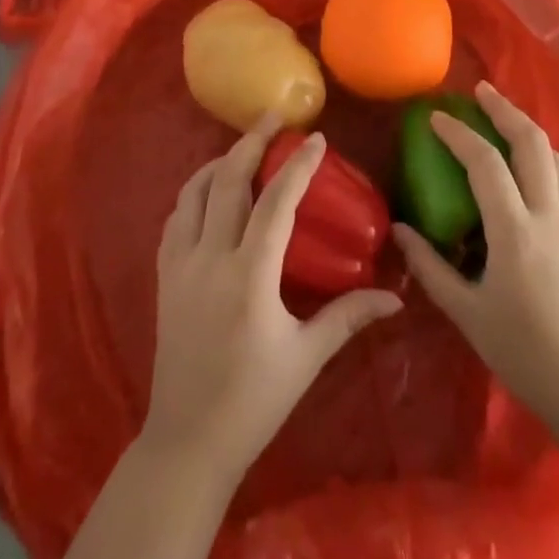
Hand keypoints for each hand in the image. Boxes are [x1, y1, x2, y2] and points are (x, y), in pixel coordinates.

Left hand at [143, 125, 402, 487]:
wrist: (187, 441)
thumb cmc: (253, 401)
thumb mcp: (306, 357)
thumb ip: (348, 317)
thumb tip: (395, 295)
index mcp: (249, 277)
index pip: (275, 203)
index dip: (296, 166)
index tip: (315, 138)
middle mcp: (210, 259)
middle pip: (228, 181)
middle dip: (251, 141)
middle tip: (273, 117)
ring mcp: (180, 265)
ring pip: (194, 192)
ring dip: (220, 162)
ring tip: (243, 148)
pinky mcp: (164, 276)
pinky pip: (176, 217)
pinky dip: (195, 192)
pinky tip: (210, 192)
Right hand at [393, 82, 558, 428]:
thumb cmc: (525, 353)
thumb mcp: (468, 314)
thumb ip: (431, 268)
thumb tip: (401, 231)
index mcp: (516, 232)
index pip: (485, 163)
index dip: (459, 133)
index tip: (436, 116)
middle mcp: (549, 216)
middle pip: (533, 143)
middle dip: (505, 110)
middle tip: (480, 92)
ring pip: (556, 158)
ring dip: (529, 130)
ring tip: (505, 119)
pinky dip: (543, 159)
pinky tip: (528, 170)